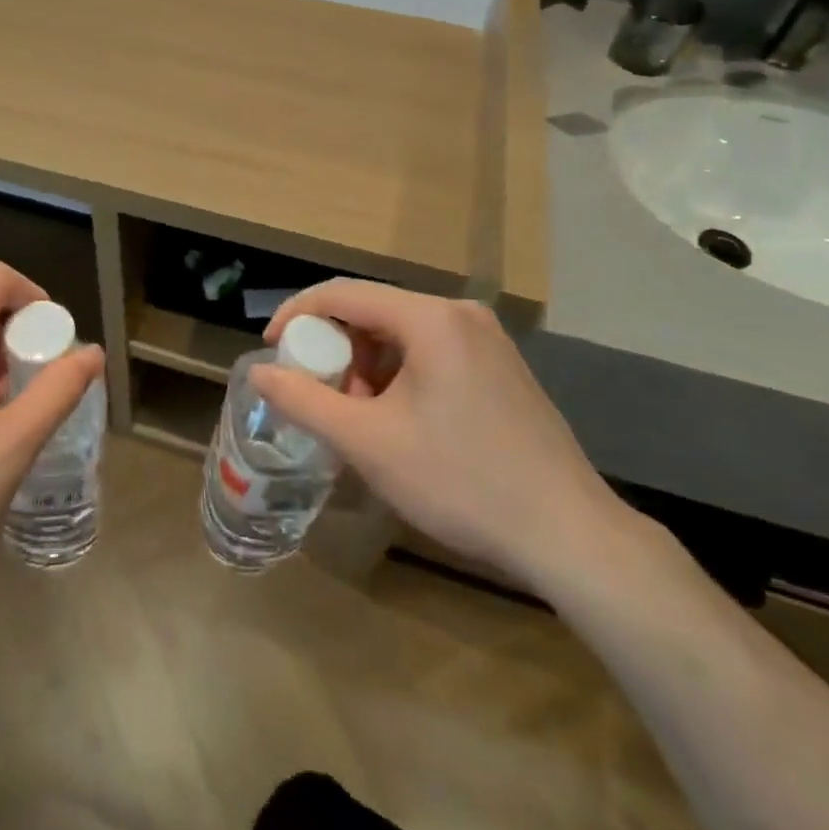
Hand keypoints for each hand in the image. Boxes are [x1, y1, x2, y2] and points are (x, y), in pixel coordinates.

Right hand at [255, 280, 631, 593]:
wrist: (569, 536)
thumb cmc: (461, 481)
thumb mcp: (368, 443)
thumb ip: (304, 401)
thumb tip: (259, 372)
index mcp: (430, 318)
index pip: (343, 293)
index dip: (297, 314)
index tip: (271, 348)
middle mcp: (461, 314)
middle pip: (374, 312)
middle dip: (336, 349)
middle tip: (318, 393)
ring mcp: (487, 340)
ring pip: (402, 335)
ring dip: (367, 366)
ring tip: (358, 417)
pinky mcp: (501, 368)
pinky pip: (431, 353)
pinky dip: (400, 376)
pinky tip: (398, 422)